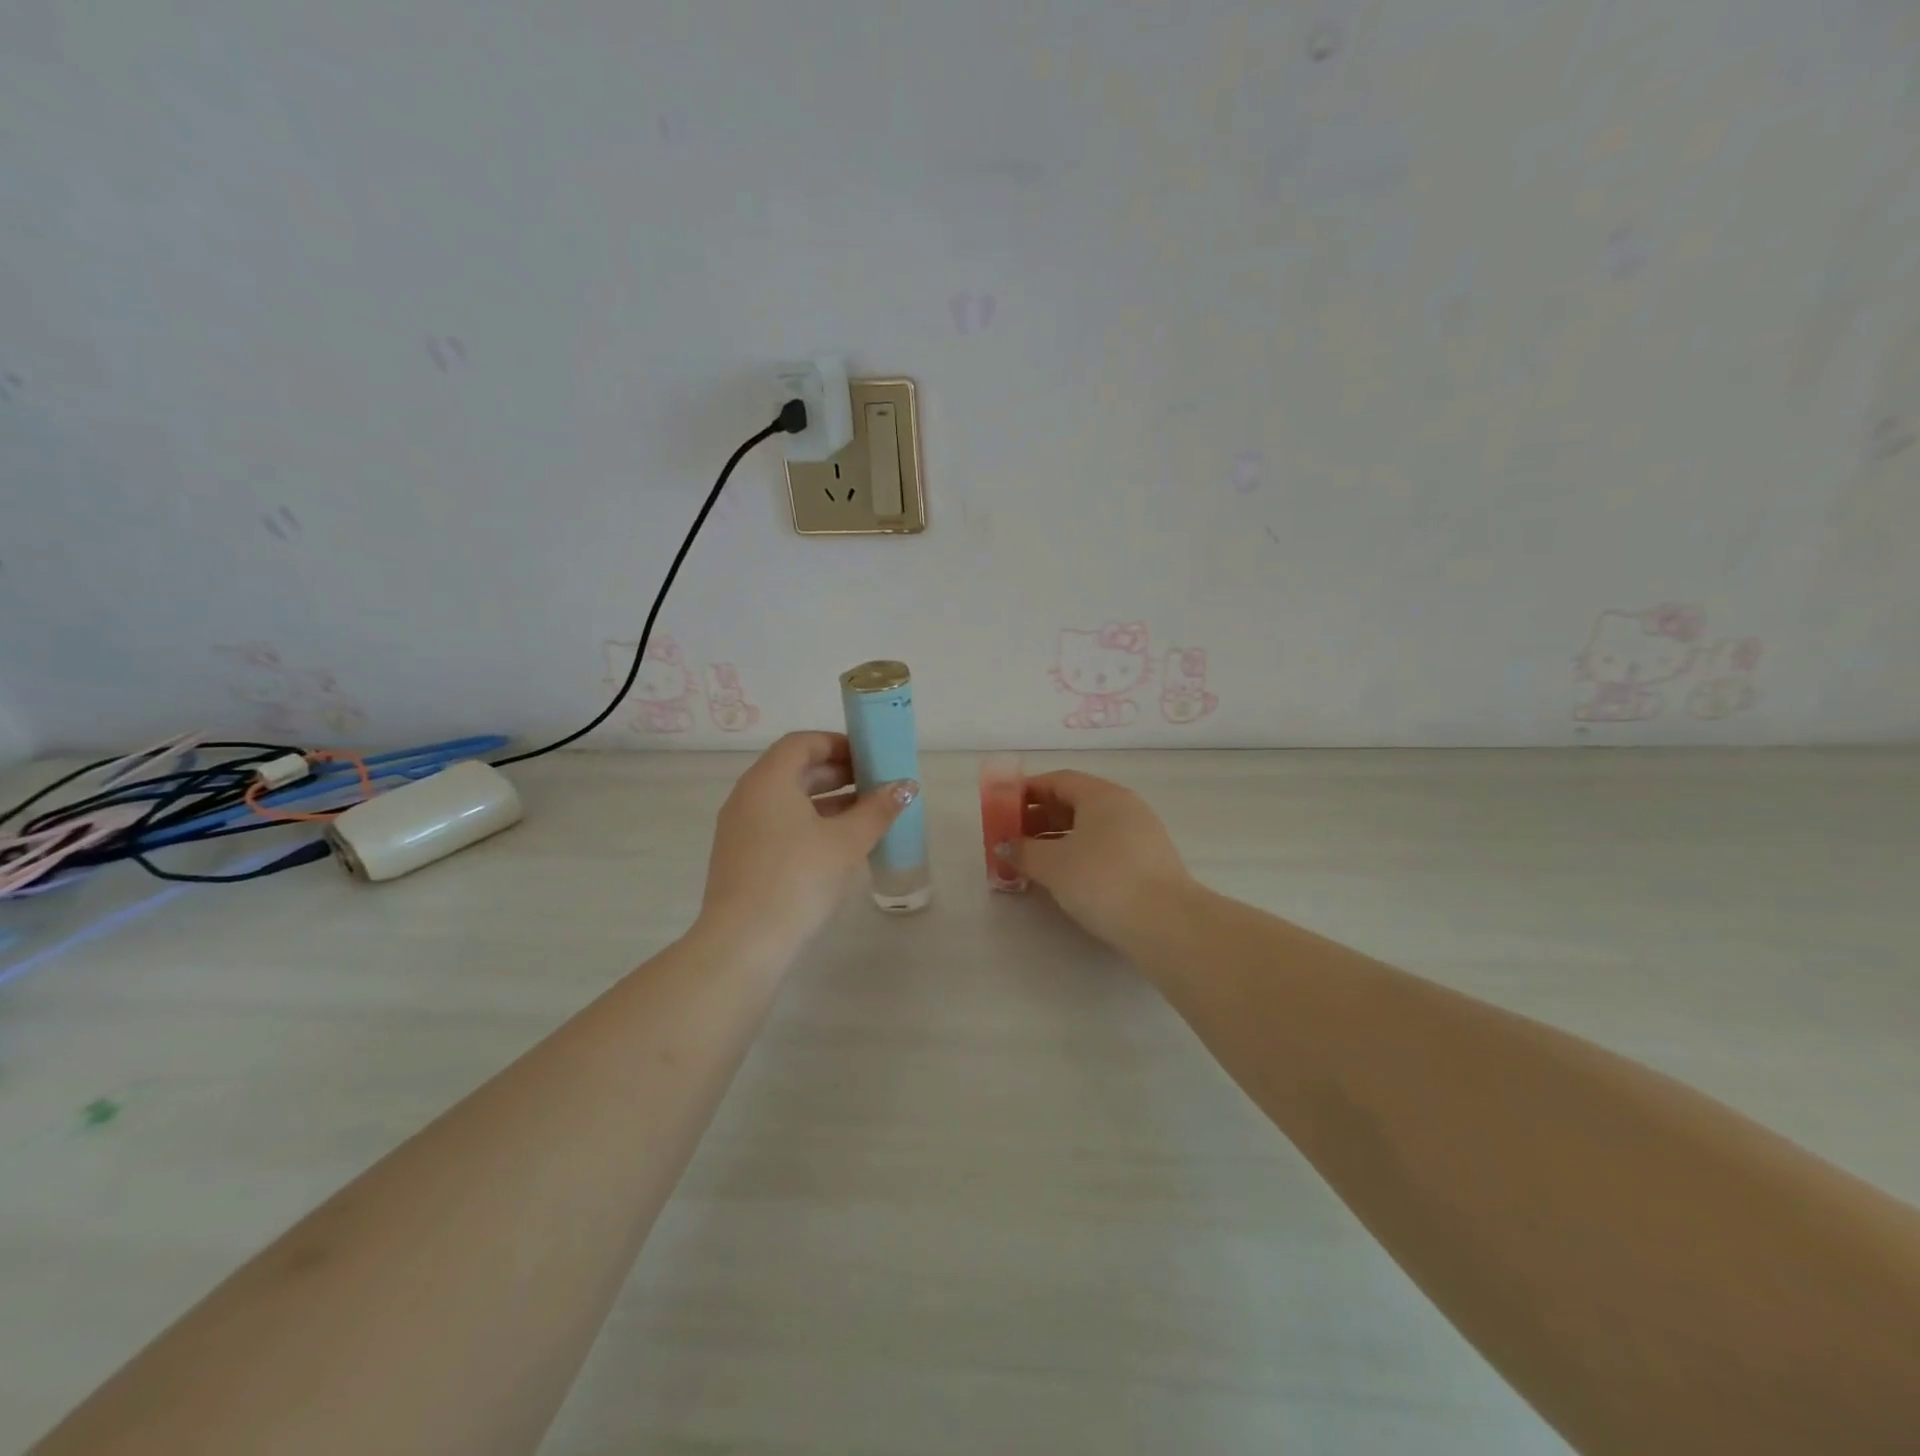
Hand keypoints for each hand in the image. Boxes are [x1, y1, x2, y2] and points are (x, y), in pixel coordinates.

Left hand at [696, 732, 916, 962]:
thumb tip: (906, 786)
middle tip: (874, 785)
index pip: (803, 743)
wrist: (744, 943)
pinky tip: (837, 844)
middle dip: (837, 773)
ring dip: (827, 800)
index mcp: (768, 781)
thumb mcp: (846, 842)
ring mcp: (740, 827)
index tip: (870, 758)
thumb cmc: (798, 879)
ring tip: (865, 815)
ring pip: (787, 800)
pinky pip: (778, 823)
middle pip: (794, 770)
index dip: (838, 744)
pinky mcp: (741, 856)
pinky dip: (809, 822)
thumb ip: (877, 809)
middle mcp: (748, 796)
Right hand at [998, 770, 1191, 947]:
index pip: (1058, 780)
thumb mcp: (1053, 864)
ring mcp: (1141, 833)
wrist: (1165, 922)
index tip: (1003, 808)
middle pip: (1074, 802)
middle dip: (1040, 817)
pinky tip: (1066, 876)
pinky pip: (1105, 846)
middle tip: (1013, 838)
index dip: (1027, 791)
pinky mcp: (1149, 861)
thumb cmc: (1101, 880)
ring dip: (1058, 838)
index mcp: (1102, 795)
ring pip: (1090, 827)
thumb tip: (1005, 846)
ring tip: (1034, 860)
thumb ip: (1023, 851)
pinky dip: (1080, 853)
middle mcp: (1124, 806)